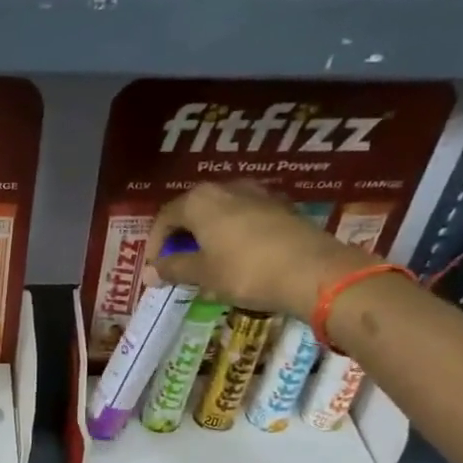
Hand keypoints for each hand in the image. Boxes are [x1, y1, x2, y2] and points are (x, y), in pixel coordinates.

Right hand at [146, 181, 370, 315]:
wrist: (313, 271)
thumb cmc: (245, 271)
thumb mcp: (203, 274)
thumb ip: (173, 269)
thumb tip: (149, 273)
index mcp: (200, 200)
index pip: (165, 217)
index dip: (154, 244)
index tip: (154, 268)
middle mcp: (227, 188)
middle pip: (193, 211)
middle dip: (182, 238)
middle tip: (178, 264)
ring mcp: (258, 195)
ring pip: (221, 214)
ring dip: (208, 235)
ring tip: (207, 262)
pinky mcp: (282, 208)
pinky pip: (245, 219)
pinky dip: (233, 236)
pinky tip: (237, 258)